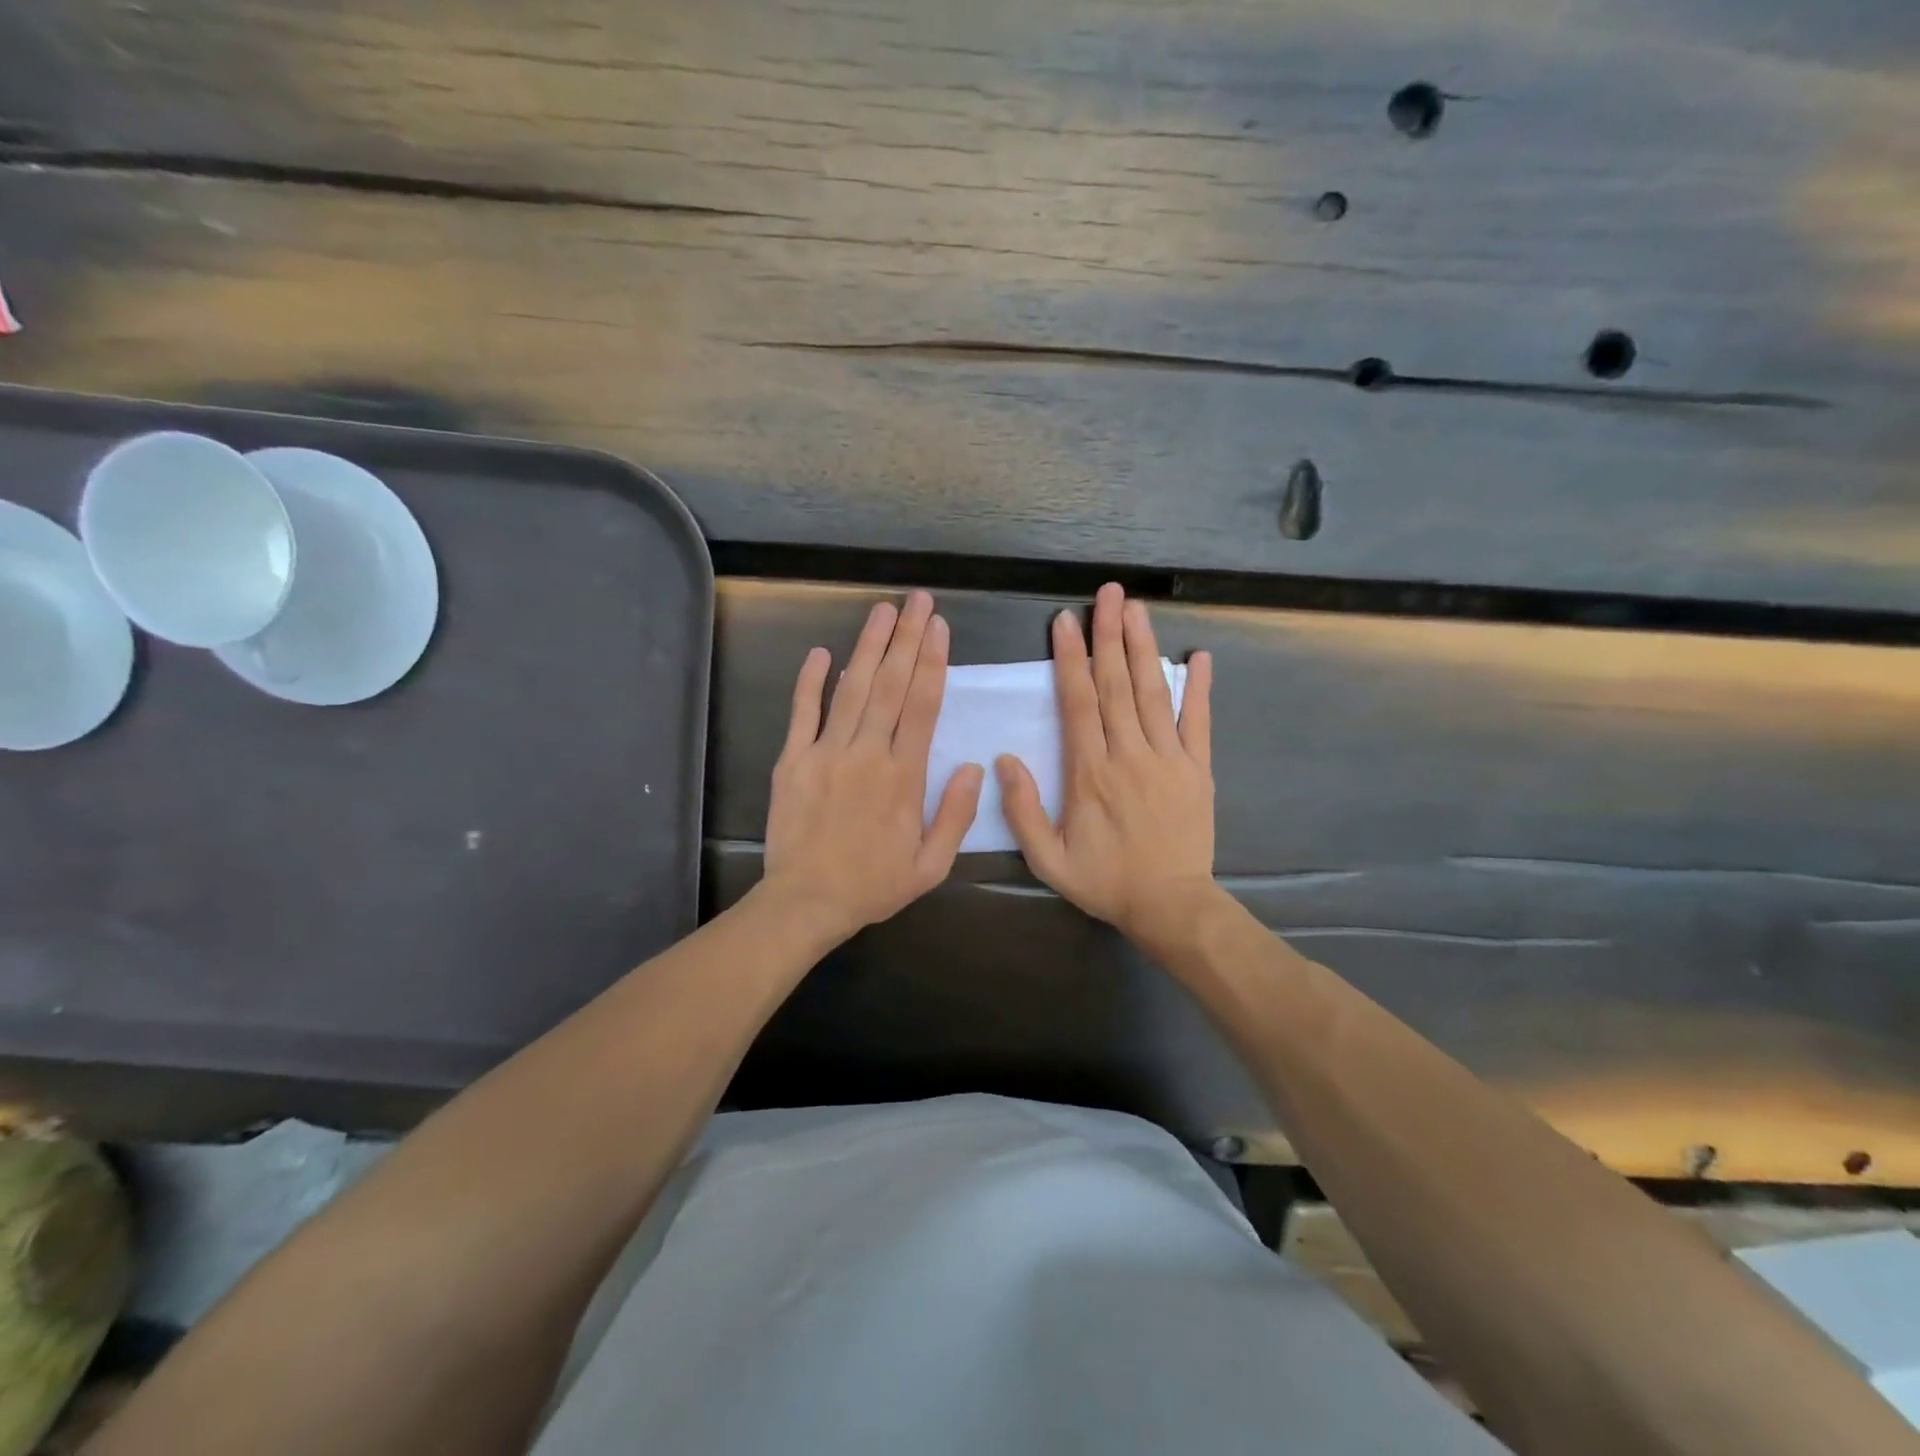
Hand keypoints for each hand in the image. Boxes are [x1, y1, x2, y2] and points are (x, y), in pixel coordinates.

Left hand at [760, 590, 984, 944]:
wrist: (806, 902)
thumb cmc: (873, 885)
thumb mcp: (931, 864)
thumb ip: (956, 814)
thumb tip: (975, 767)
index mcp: (904, 776)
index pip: (923, 706)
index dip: (933, 662)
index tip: (939, 627)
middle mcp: (868, 753)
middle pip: (892, 685)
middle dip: (906, 638)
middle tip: (917, 600)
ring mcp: (826, 752)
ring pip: (852, 689)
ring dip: (869, 647)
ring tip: (882, 611)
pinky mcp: (793, 760)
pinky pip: (802, 713)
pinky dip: (811, 681)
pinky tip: (821, 652)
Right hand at [997, 583, 1217, 947]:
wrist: (1170, 905)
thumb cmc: (1105, 881)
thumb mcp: (1048, 859)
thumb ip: (1023, 810)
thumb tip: (1005, 760)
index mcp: (1091, 772)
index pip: (1079, 703)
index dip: (1069, 659)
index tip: (1064, 621)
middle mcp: (1130, 755)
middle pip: (1117, 685)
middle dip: (1109, 636)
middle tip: (1107, 593)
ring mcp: (1169, 759)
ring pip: (1153, 694)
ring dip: (1144, 648)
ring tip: (1137, 609)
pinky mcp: (1197, 769)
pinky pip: (1198, 722)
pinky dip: (1198, 689)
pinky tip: (1197, 656)